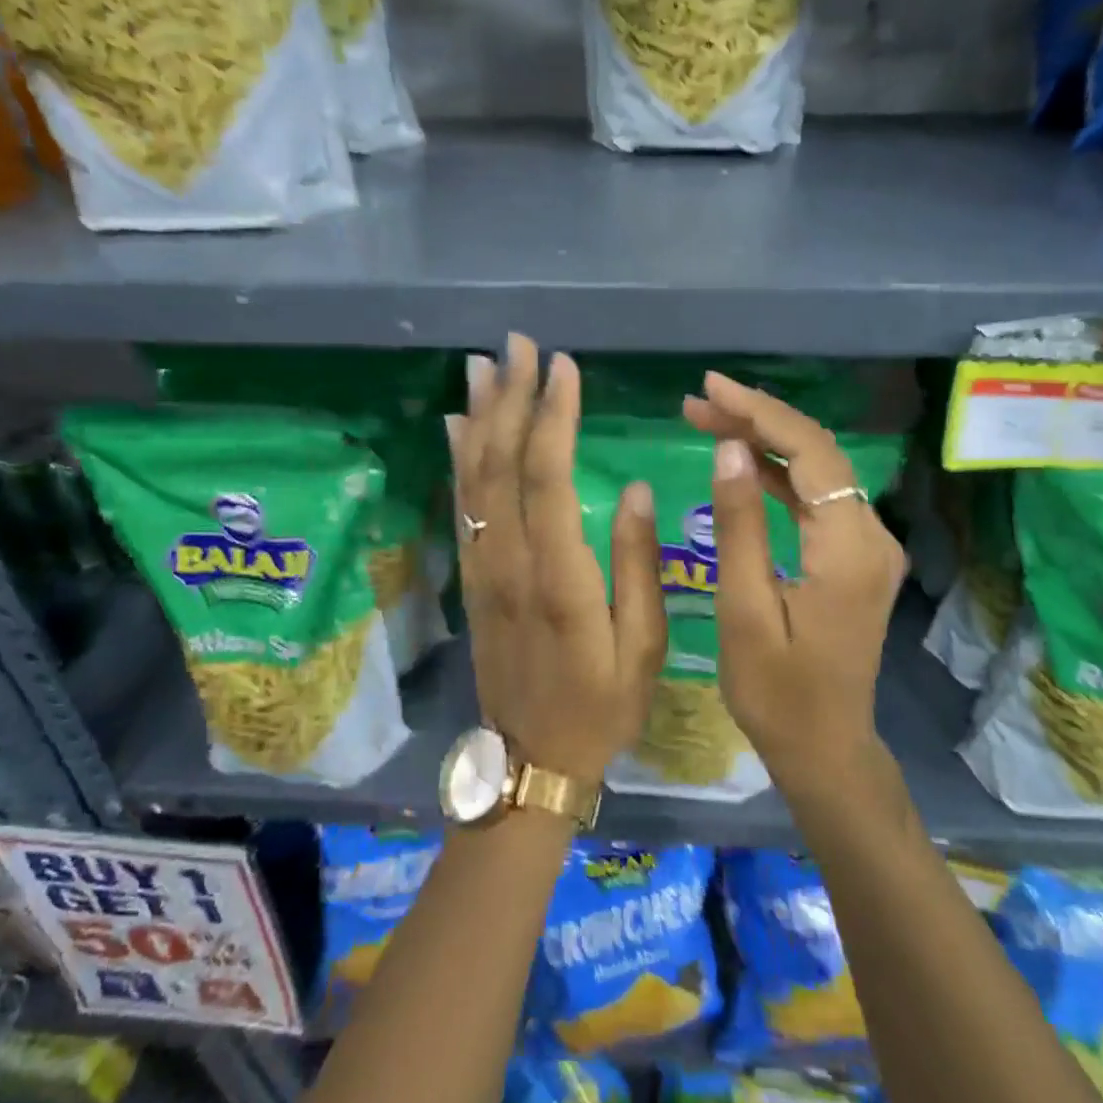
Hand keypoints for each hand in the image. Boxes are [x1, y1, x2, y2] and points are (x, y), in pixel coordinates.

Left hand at [447, 334, 666, 788]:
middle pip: (501, 462)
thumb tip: (638, 489)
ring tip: (482, 365)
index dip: (553, 415)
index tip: (563, 365)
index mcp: (559, 575)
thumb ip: (639, 564)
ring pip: (473, 478)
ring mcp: (483, 567)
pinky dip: (458, 460)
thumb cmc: (601, 705)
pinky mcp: (472, 577)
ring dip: (478, 416)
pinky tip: (459, 425)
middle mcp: (510, 561)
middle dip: (509, 397)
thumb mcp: (643, 645)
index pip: (548, 476)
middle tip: (516, 343)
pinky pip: (461, 507)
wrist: (531, 759)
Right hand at [684, 372, 905, 796]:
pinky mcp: (855, 558)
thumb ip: (740, 526)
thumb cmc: (776, 693)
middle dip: (757, 419)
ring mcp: (868, 547)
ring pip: (816, 473)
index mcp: (849, 549)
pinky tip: (739, 463)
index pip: (810, 453)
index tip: (709, 388)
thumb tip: (730, 449)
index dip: (760, 412)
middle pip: (817, 454)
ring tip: (707, 421)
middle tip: (696, 402)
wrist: (825, 748)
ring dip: (764, 443)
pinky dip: (778, 476)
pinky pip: (817, 501)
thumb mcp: (745, 610)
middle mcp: (871, 536)